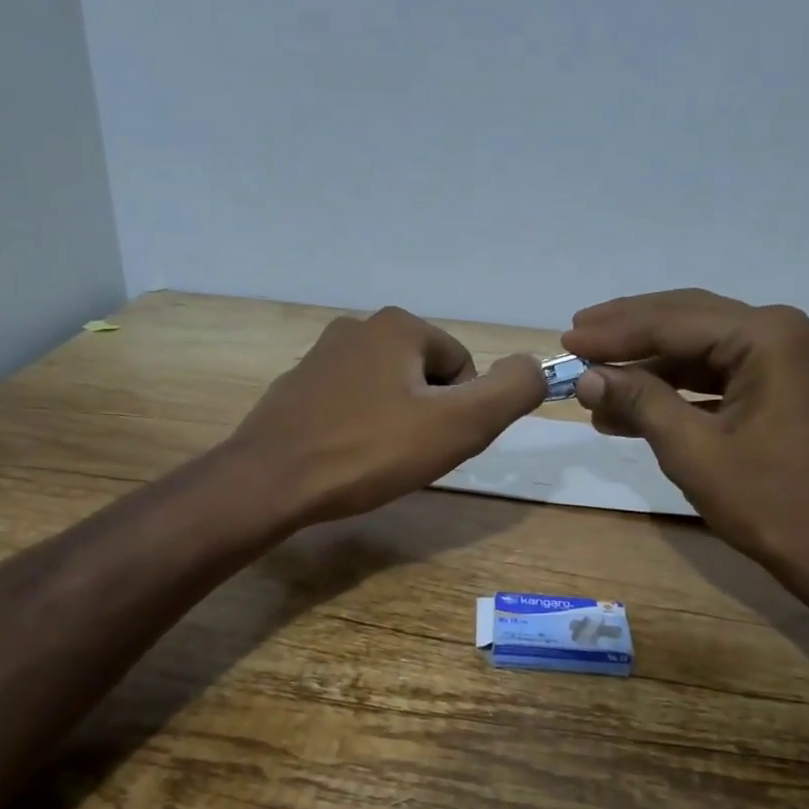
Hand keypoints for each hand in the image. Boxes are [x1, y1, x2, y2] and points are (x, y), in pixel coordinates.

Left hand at [229, 306, 545, 526]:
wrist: (271, 481)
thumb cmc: (370, 452)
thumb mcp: (460, 425)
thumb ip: (512, 391)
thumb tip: (537, 365)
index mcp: (399, 327)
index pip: (462, 367)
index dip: (462, 412)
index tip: (437, 445)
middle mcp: (358, 327)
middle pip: (425, 377)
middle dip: (428, 417)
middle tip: (408, 457)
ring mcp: (320, 356)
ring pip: (388, 391)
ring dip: (395, 424)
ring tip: (376, 461)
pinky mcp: (295, 388)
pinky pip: (350, 404)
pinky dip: (359, 428)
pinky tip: (345, 458)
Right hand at [562, 289, 808, 583]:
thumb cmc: (769, 502)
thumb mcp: (692, 450)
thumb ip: (639, 401)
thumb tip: (586, 376)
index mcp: (768, 337)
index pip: (674, 321)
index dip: (614, 332)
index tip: (566, 338)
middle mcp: (784, 332)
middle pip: (689, 320)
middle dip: (629, 334)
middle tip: (576, 338)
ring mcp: (790, 359)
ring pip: (703, 348)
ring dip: (649, 368)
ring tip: (594, 384)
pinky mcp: (787, 387)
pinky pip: (721, 374)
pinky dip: (678, 389)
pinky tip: (634, 408)